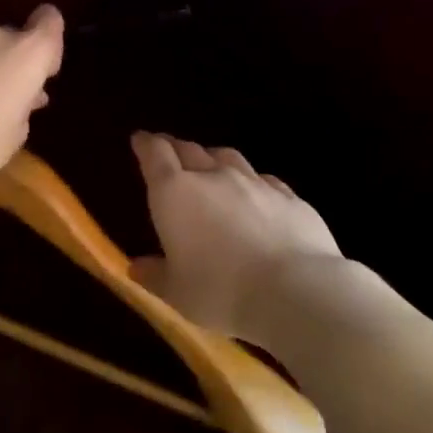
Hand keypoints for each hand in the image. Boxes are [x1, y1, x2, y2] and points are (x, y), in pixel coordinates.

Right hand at [129, 132, 344, 346]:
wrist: (296, 291)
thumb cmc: (222, 292)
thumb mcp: (177, 293)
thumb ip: (155, 275)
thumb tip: (136, 266)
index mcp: (175, 193)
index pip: (155, 154)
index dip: (146, 144)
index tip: (140, 139)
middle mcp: (212, 176)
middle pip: (189, 149)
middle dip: (174, 148)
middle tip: (168, 150)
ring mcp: (253, 181)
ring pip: (226, 157)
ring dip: (212, 158)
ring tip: (209, 165)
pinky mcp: (288, 195)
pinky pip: (262, 178)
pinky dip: (250, 180)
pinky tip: (254, 192)